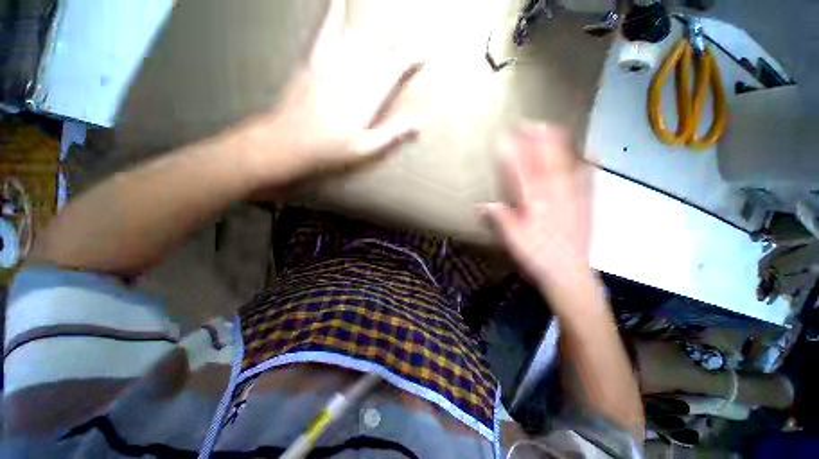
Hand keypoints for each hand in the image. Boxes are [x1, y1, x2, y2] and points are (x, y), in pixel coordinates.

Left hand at [234, 0, 422, 188]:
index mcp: (366, 97)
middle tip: (406, 52)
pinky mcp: (313, 62)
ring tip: (387, 34)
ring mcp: (330, 65)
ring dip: (376, 36)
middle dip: (395, 49)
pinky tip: (337, 2)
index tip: (421, 55)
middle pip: (378, 53)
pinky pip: (325, 32)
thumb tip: (418, 123)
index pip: (393, 70)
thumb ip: (392, 133)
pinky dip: (332, 15)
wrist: (289, 142)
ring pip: (358, 41)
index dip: (409, 60)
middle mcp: (351, 75)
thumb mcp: (366, 149)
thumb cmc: (330, 150)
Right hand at [482, 123, 592, 290]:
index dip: (514, 154)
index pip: (523, 173)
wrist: (569, 275)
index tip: (505, 137)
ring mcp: (574, 199)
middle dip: (539, 142)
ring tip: (554, 129)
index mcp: (537, 205)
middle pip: (548, 163)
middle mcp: (557, 197)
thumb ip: (501, 221)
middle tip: (531, 123)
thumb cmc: (537, 257)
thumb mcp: (514, 241)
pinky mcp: (585, 205)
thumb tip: (484, 205)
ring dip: (561, 146)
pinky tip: (590, 154)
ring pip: (568, 165)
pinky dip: (587, 164)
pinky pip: (587, 180)